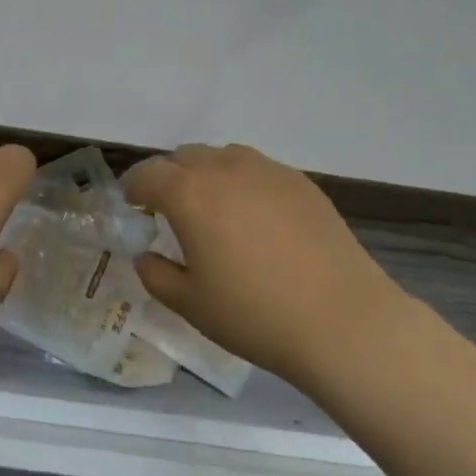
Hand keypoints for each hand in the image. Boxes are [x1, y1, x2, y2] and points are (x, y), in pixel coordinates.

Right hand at [122, 144, 404, 383]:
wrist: (342, 320)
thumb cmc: (255, 315)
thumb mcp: (191, 305)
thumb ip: (156, 275)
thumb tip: (145, 256)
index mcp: (189, 194)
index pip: (148, 174)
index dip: (134, 187)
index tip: (133, 205)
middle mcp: (225, 169)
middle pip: (184, 157)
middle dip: (169, 177)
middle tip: (170, 210)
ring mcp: (267, 170)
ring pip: (222, 156)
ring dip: (206, 173)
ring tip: (214, 208)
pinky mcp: (300, 182)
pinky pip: (257, 169)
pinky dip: (242, 181)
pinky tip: (255, 217)